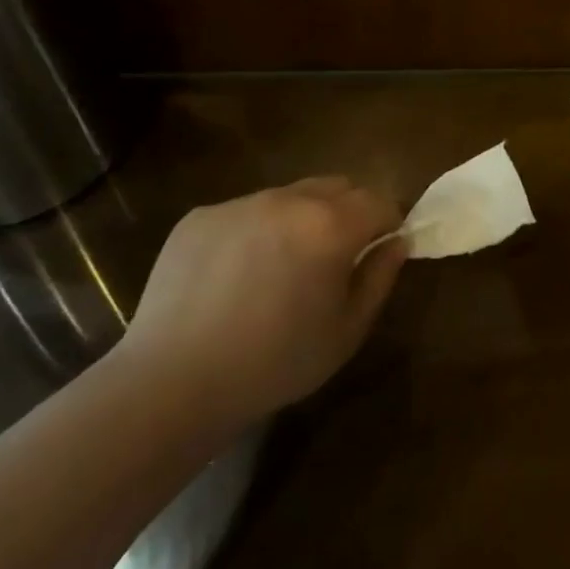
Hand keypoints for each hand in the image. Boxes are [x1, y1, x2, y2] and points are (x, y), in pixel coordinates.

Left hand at [118, 178, 406, 424]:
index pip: (379, 201)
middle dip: (348, 212)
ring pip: (290, 196)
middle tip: (335, 257)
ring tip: (280, 268)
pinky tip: (235, 276)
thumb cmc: (275, 362)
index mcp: (331, 225)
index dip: (387, 223)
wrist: (173, 382)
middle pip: (337, 186)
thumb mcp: (347, 330)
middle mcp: (288, 199)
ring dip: (300, 219)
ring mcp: (240, 203)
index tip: (379, 250)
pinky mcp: (201, 216)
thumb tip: (396, 242)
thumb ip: (380, 278)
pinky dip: (255, 231)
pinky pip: (245, 211)